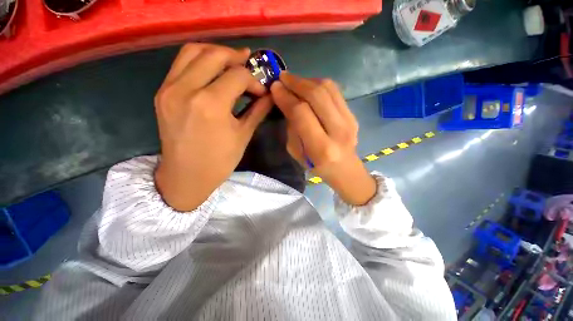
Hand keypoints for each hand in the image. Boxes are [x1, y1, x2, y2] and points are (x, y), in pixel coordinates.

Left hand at [154, 43, 272, 210]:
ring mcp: (169, 88)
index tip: (261, 91)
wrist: (185, 176)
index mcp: (211, 104)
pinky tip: (212, 71)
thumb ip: (258, 110)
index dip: (254, 80)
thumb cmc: (219, 161)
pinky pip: (180, 64)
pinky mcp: (162, 92)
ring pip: (193, 51)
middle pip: (214, 55)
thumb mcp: (243, 135)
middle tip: (249, 65)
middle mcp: (186, 89)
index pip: (237, 75)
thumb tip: (270, 95)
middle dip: (236, 57)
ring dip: (216, 52)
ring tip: (231, 62)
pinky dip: (199, 60)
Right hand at [270, 73, 375, 205]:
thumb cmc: (316, 166)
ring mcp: (350, 121)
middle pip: (316, 96)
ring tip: (294, 81)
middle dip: (296, 82)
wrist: (344, 169)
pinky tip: (308, 86)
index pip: (301, 113)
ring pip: (328, 88)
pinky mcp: (354, 114)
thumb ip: (291, 127)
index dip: (286, 97)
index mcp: (320, 148)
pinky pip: (335, 91)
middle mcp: (338, 132)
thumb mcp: (296, 152)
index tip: (275, 87)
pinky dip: (319, 84)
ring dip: (307, 80)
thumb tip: (286, 101)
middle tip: (283, 78)